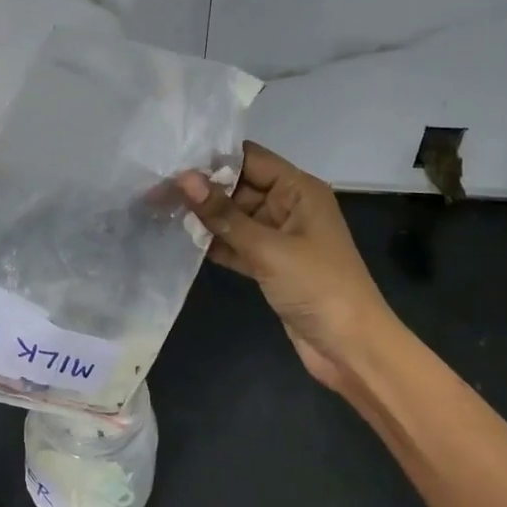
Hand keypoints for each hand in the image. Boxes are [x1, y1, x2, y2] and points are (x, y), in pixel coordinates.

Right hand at [179, 143, 392, 396]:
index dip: (212, 158)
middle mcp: (288, 207)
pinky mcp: (269, 265)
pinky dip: (213, 243)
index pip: (250, 159)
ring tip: (158, 209)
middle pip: (238, 187)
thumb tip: (183, 179)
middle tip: (155, 187)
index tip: (171, 158)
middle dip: (201, 188)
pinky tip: (179, 240)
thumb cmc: (318, 287)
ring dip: (203, 217)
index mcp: (298, 190)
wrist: (351, 348)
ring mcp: (278, 237)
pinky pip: (236, 244)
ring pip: (234, 217)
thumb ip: (224, 215)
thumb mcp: (268, 248)